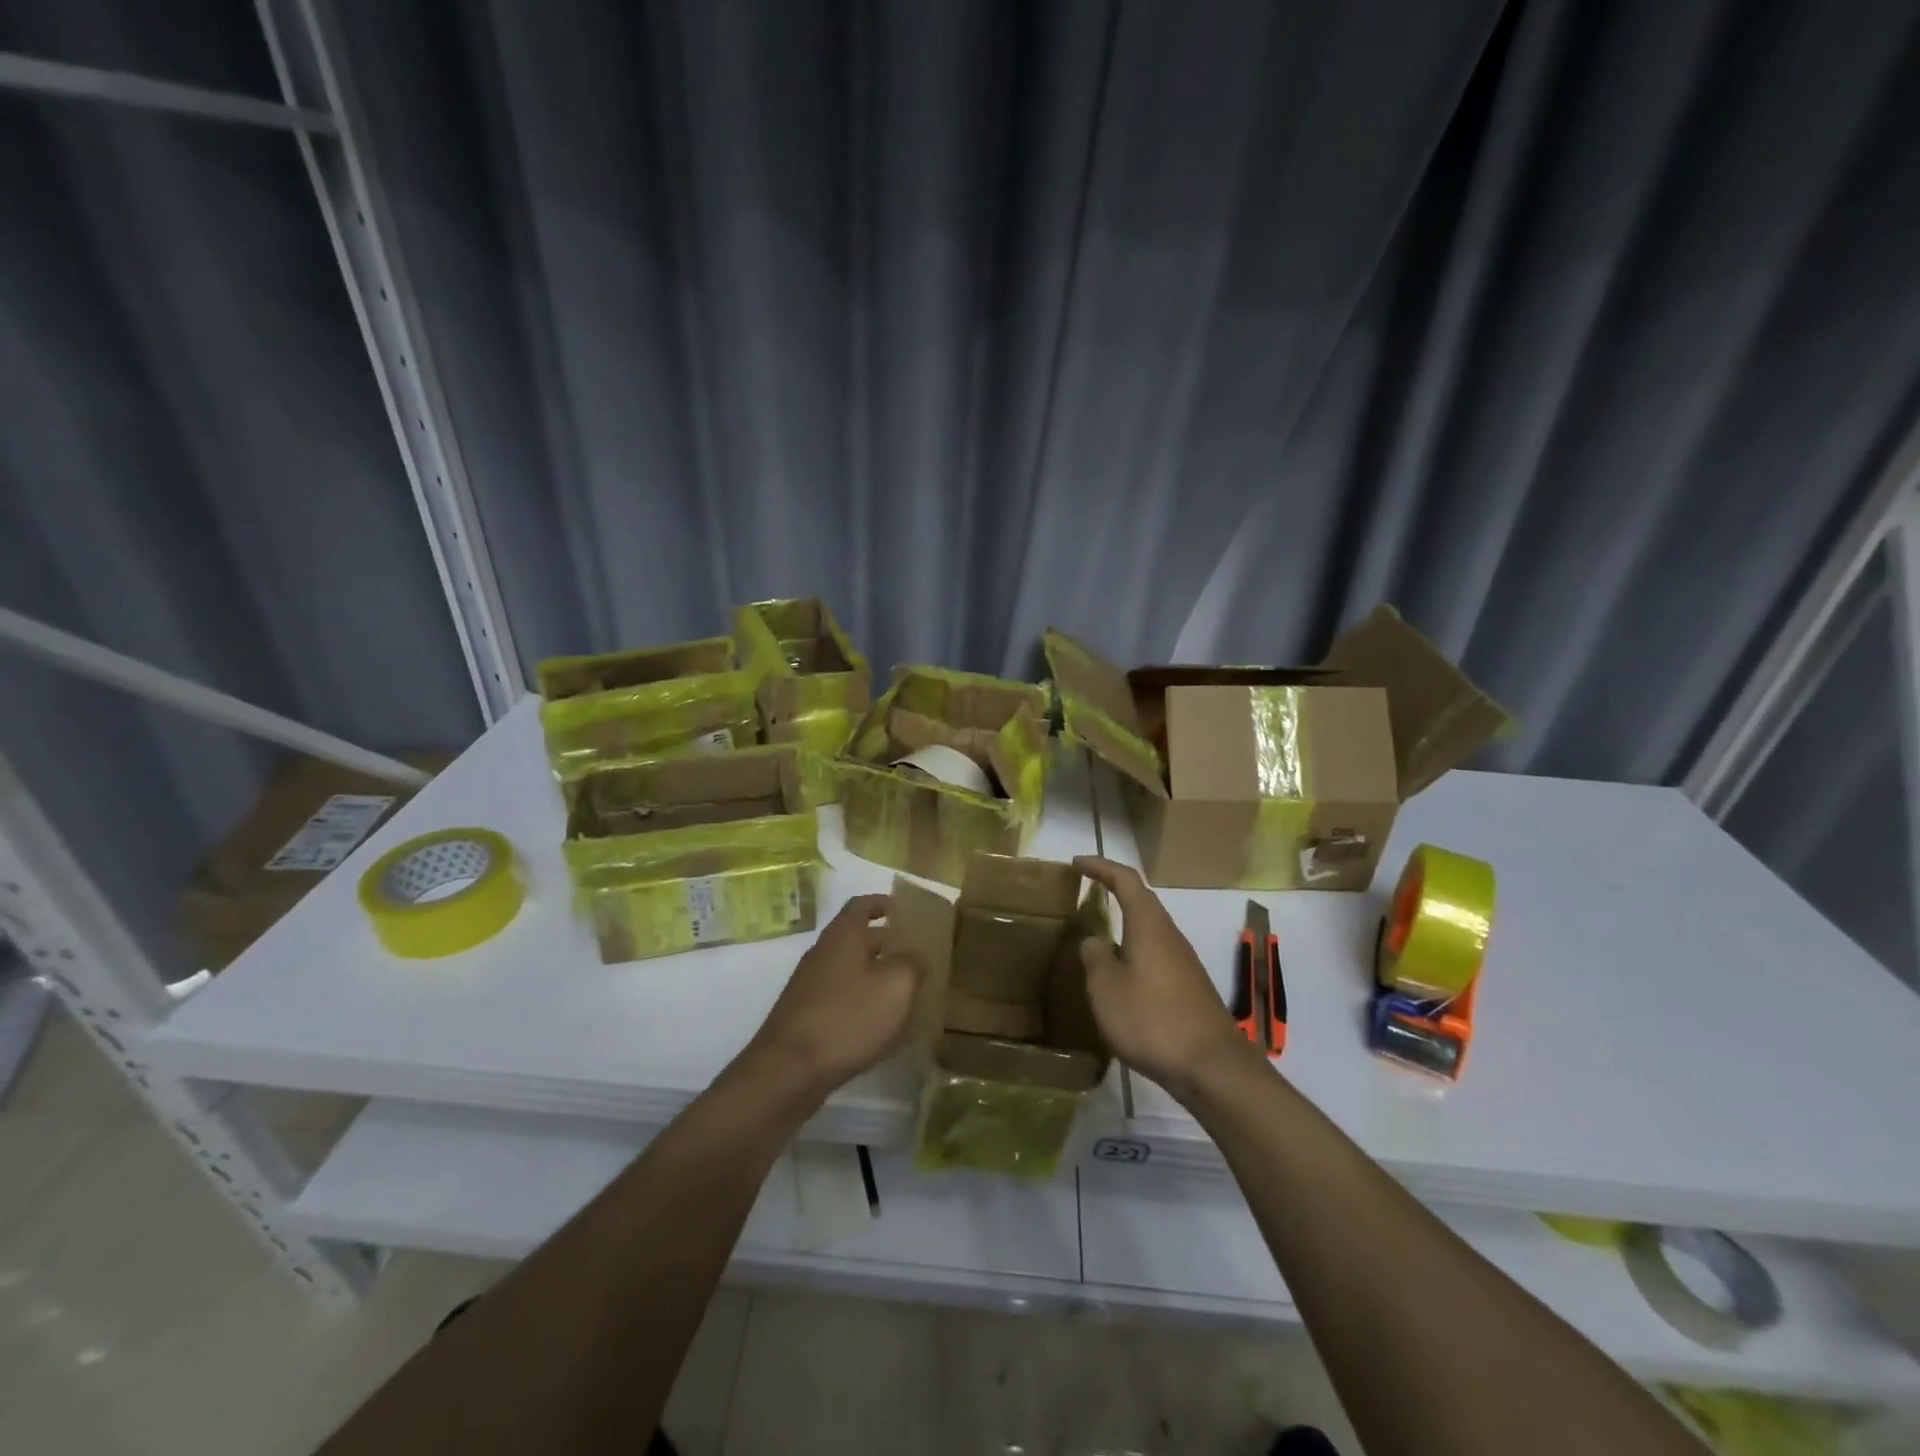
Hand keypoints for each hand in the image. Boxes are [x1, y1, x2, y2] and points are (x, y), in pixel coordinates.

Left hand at [748, 895, 916, 1097]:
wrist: (790, 1069)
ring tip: (906, 994)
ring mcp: (810, 985)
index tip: (905, 912)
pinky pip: (840, 998)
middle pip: (858, 939)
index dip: (884, 903)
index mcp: (843, 934)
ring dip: (876, 977)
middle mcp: (823, 952)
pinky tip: (880, 1026)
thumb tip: (914, 957)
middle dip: (887, 945)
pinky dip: (862, 1003)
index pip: (862, 904)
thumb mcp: (897, 985)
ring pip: (850, 970)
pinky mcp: (806, 1016)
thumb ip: (912, 963)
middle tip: (917, 958)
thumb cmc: (849, 1016)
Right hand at [1073, 857, 1249, 1096]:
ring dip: (1124, 925)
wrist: (1212, 1066)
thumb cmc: (1152, 1020)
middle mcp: (1170, 935)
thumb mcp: (1106, 989)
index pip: (1125, 880)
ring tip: (1096, 938)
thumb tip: (1094, 940)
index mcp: (1149, 925)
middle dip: (1114, 891)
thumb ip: (1095, 958)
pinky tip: (1121, 978)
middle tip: (1085, 892)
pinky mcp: (1189, 987)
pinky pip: (1156, 955)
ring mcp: (1183, 962)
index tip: (1077, 863)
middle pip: (1142, 901)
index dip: (1101, 866)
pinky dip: (1134, 952)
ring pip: (1149, 930)